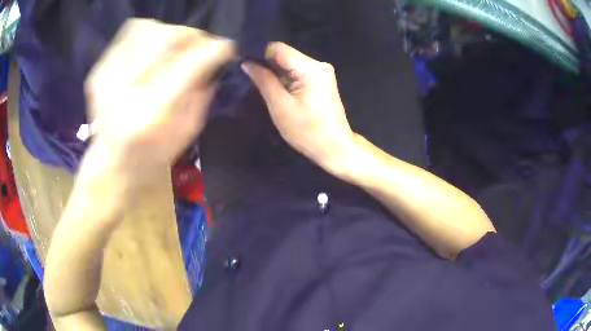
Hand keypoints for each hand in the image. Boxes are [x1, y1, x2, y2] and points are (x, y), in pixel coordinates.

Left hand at [84, 19, 234, 187]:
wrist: (112, 163)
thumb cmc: (152, 156)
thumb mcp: (187, 133)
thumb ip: (202, 93)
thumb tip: (213, 60)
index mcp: (151, 115)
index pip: (189, 65)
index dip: (213, 50)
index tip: (226, 48)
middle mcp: (125, 91)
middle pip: (165, 38)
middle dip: (191, 36)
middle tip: (201, 44)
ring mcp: (107, 78)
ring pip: (146, 29)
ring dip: (169, 32)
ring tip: (176, 46)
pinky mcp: (98, 71)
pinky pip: (128, 33)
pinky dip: (148, 33)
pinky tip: (154, 48)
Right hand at [242, 42, 355, 173]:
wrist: (335, 148)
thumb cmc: (308, 131)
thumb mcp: (280, 107)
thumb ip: (264, 81)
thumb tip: (248, 63)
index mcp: (311, 68)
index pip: (278, 48)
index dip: (259, 54)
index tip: (246, 66)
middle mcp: (318, 64)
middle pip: (284, 55)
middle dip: (267, 65)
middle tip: (251, 80)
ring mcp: (321, 72)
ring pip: (289, 64)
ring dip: (275, 74)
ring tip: (262, 87)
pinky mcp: (321, 80)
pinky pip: (297, 73)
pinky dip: (285, 80)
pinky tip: (278, 91)